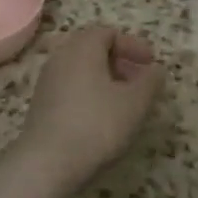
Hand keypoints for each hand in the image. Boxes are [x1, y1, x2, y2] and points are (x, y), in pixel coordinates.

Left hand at [17, 26, 163, 192]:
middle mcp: (61, 58)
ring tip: (124, 101)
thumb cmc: (97, 124)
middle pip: (92, 49)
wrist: (47, 164)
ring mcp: (47, 82)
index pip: (108, 33)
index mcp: (83, 48)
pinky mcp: (40, 107)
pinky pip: (70, 88)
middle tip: (139, 79)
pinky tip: (102, 118)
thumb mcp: (135, 102)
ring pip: (80, 70)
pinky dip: (89, 93)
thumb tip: (156, 70)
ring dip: (104, 79)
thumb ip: (150, 82)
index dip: (133, 45)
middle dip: (119, 61)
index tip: (151, 63)